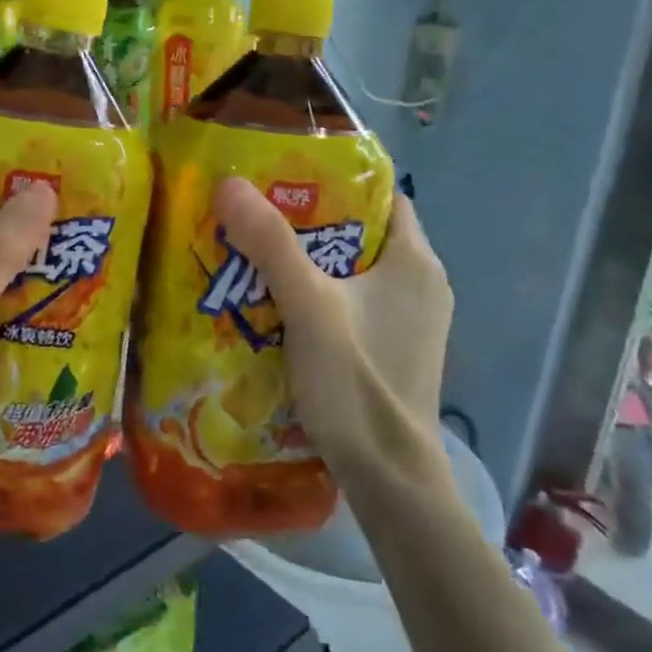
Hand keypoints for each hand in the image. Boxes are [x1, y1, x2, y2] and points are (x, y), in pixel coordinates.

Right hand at [213, 176, 453, 478]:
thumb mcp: (309, 306)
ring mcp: (410, 320)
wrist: (390, 479)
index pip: (382, 194)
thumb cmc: (358, 383)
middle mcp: (422, 283)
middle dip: (310, 219)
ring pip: (354, 269)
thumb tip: (229, 183)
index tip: (284, 172)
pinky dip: (319, 292)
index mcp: (416, 261)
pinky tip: (277, 302)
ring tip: (256, 251)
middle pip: (361, 230)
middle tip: (256, 211)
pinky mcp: (394, 348)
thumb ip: (271, 244)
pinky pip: (353, 301)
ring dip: (309, 259)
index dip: (336, 178)